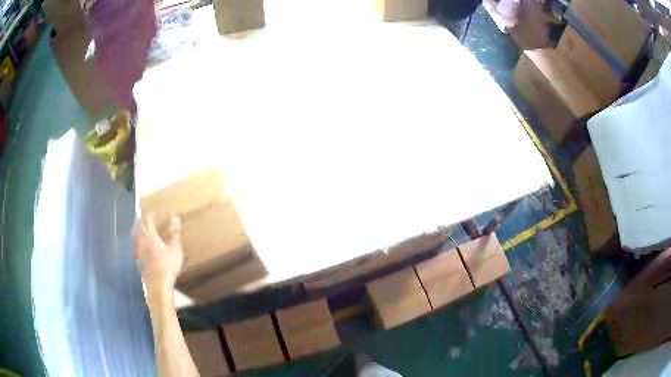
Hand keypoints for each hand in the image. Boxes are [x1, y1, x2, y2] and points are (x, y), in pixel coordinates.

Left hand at [132, 213, 183, 296]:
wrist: (158, 287)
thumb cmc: (167, 267)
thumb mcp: (175, 250)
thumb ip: (174, 234)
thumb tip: (176, 219)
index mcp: (149, 236)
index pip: (149, 218)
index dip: (156, 213)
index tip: (164, 213)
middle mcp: (140, 240)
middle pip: (140, 225)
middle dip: (148, 221)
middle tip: (157, 220)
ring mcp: (137, 250)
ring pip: (138, 234)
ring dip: (145, 230)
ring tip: (154, 232)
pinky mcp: (138, 258)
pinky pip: (139, 244)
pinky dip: (144, 240)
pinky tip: (151, 246)